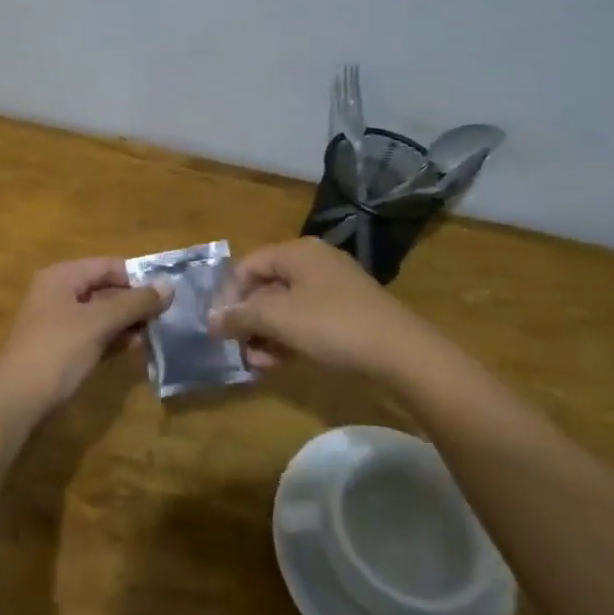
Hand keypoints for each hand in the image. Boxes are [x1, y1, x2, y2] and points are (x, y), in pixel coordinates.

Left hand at [0, 258, 170, 417]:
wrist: (15, 401)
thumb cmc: (57, 351)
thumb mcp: (98, 323)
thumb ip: (134, 303)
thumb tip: (169, 285)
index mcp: (62, 276)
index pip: (108, 265)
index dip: (138, 278)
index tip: (167, 295)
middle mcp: (58, 292)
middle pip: (105, 288)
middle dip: (134, 302)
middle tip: (166, 317)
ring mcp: (57, 321)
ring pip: (100, 313)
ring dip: (126, 322)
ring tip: (156, 335)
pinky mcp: (60, 347)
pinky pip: (92, 334)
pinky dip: (113, 338)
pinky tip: (135, 349)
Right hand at [209, 237, 428, 379]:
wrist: (401, 353)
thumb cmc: (333, 326)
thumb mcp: (279, 319)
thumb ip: (240, 316)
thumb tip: (211, 319)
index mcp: (297, 251)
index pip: (247, 266)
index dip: (228, 296)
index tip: (219, 328)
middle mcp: (314, 262)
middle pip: (266, 286)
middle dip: (248, 319)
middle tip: (238, 348)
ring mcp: (334, 286)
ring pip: (287, 306)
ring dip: (267, 333)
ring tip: (258, 362)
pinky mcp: (349, 311)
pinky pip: (307, 318)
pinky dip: (290, 337)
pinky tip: (281, 362)